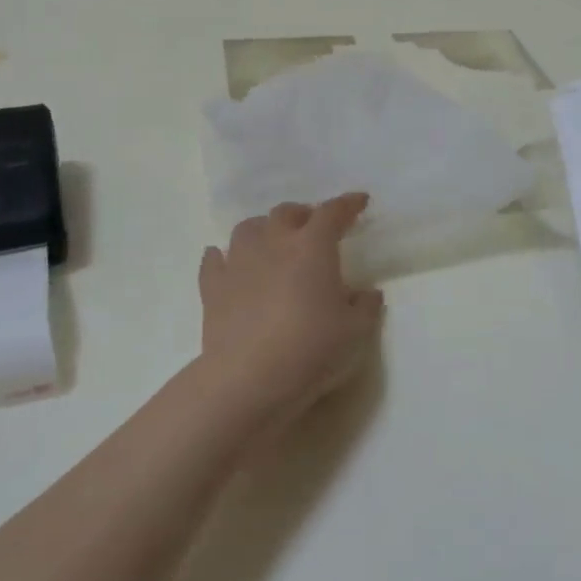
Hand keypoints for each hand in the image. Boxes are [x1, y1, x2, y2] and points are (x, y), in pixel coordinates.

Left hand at [197, 195, 384, 427]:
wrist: (250, 379)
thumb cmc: (312, 349)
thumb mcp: (356, 332)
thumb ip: (366, 307)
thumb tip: (367, 293)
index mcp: (313, 247)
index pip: (332, 213)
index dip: (347, 204)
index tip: (359, 201)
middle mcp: (274, 243)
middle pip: (286, 213)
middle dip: (303, 215)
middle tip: (313, 229)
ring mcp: (238, 262)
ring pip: (248, 228)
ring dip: (263, 229)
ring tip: (272, 243)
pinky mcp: (213, 287)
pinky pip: (215, 260)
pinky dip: (223, 257)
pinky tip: (227, 263)